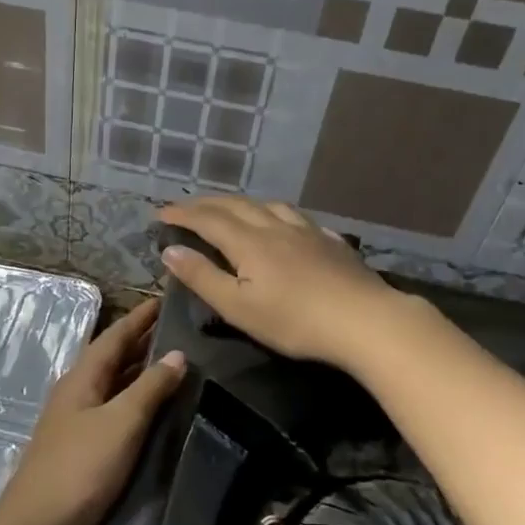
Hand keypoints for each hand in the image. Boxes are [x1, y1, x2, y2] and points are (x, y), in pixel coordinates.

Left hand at [0, 298, 184, 524]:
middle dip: (142, 341)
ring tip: (174, 364)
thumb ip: (149, 389)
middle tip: (179, 329)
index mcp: (82, 378)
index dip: (140, 317)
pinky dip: (134, 401)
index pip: (114, 336)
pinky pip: (112, 410)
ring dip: (139, 372)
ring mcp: (75, 421)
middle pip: (112, 358)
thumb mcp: (121, 423)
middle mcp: (76, 392)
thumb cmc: (80, 469)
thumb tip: (177, 354)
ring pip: (112, 385)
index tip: (165, 299)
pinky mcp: (80, 448)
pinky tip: (153, 411)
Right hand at [157, 198, 400, 369]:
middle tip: (186, 206)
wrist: (364, 321)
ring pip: (268, 205)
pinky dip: (276, 214)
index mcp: (248, 242)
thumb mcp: (238, 307)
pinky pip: (296, 217)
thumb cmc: (294, 321)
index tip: (160, 212)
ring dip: (242, 203)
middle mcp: (275, 227)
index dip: (182, 214)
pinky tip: (284, 224)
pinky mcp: (331, 242)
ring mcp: (307, 231)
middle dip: (206, 203)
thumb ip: (203, 277)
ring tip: (231, 207)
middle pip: (236, 206)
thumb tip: (170, 250)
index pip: (207, 220)